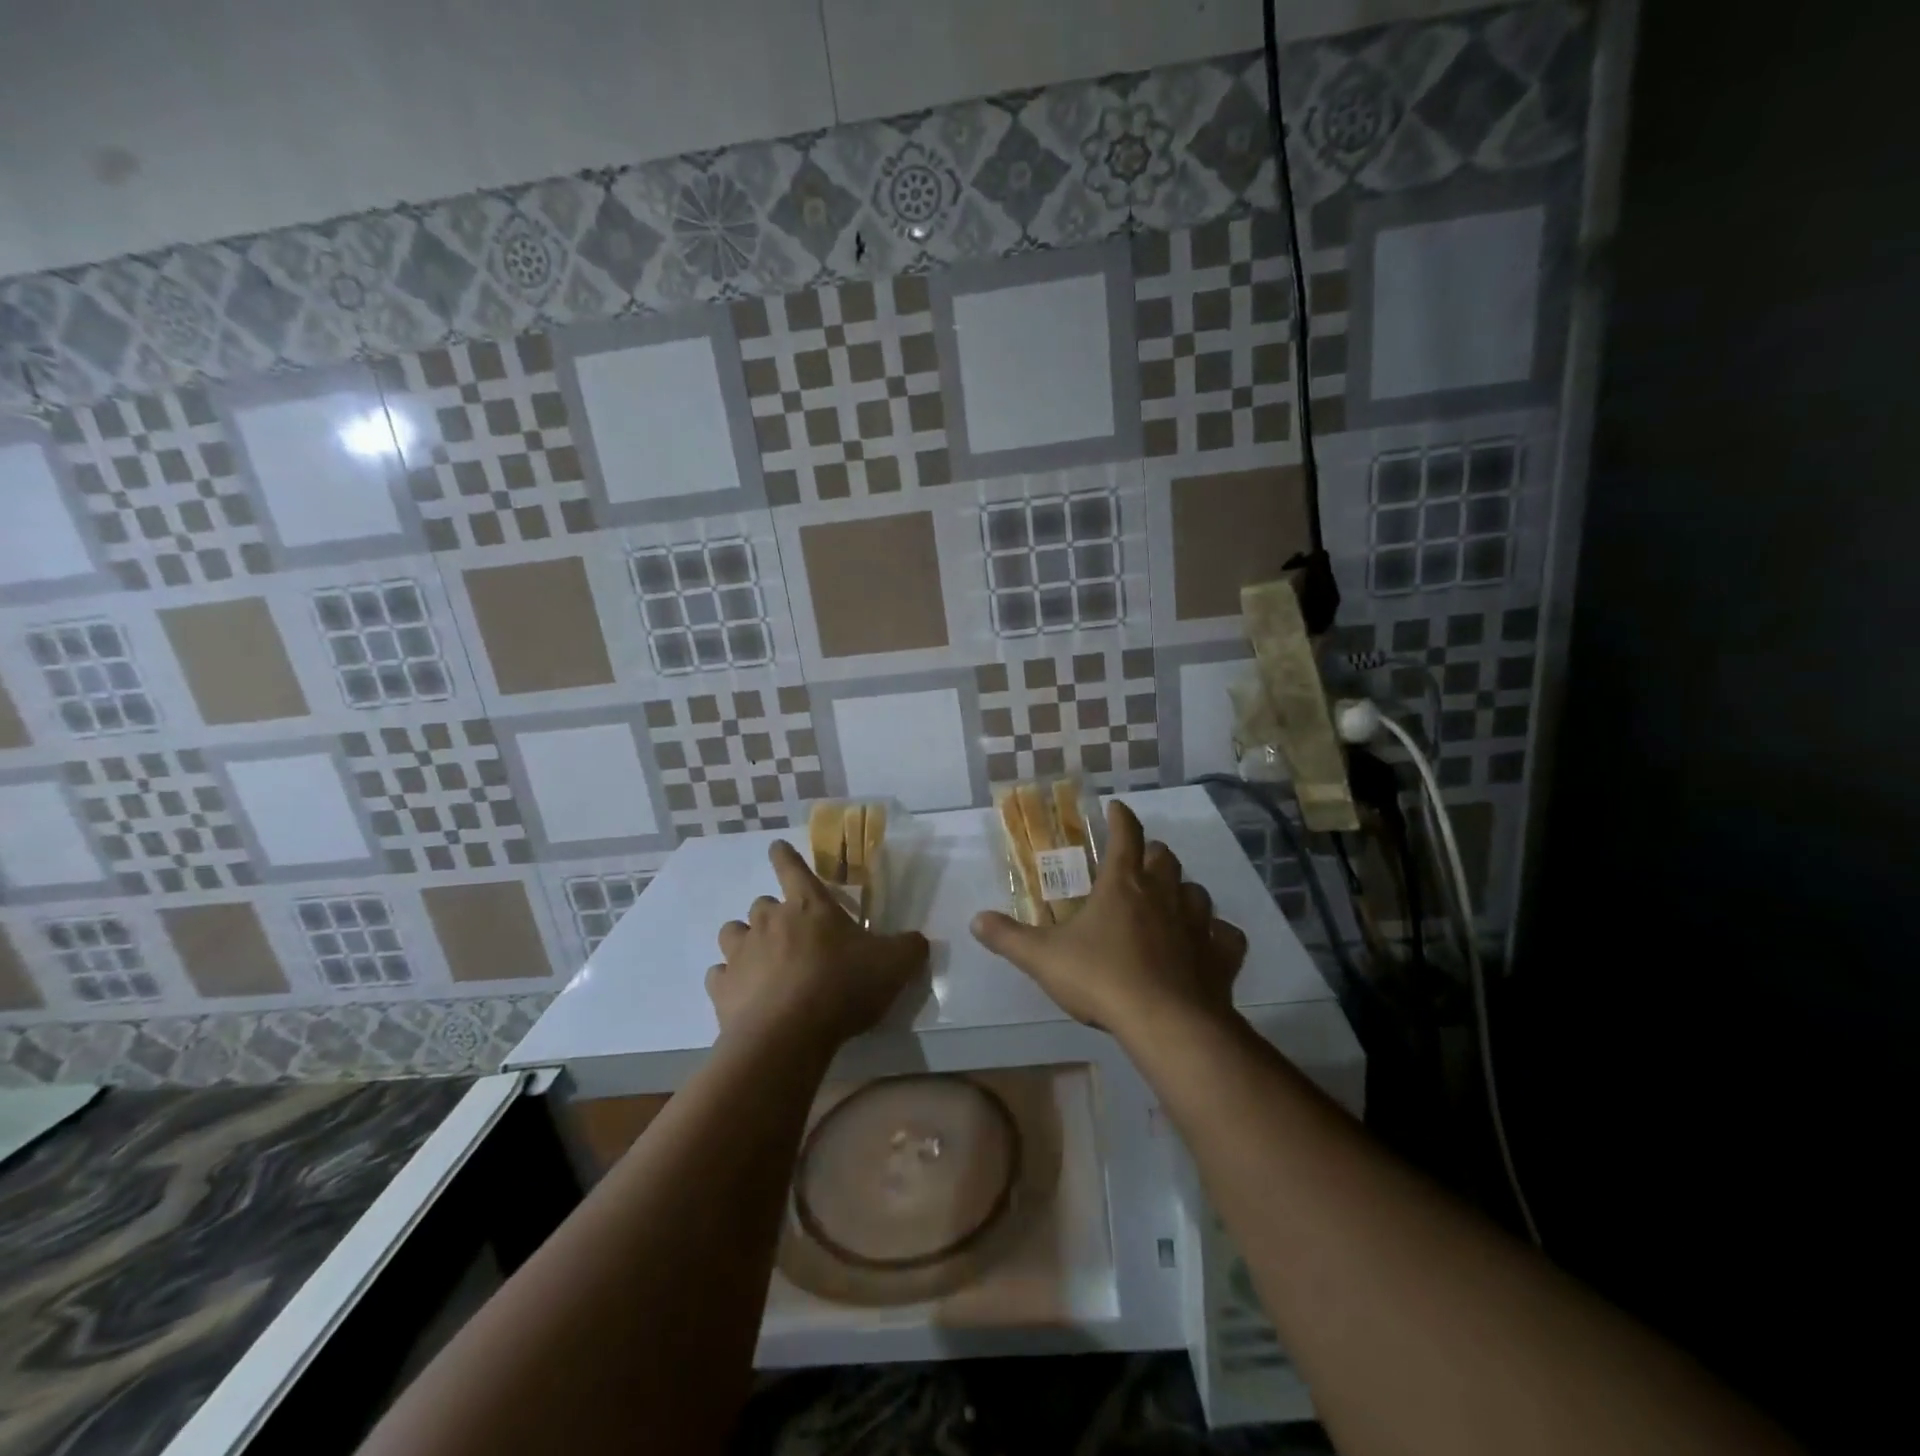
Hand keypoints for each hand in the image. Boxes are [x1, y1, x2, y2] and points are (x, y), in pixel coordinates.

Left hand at [707, 840, 928, 1049]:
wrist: (789, 1035)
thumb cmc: (843, 986)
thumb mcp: (893, 965)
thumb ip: (909, 947)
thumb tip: (917, 941)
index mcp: (809, 906)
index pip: (792, 867)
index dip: (785, 856)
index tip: (776, 847)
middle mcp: (769, 920)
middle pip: (762, 904)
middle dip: (773, 914)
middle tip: (791, 936)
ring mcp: (741, 952)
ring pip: (733, 932)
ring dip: (745, 941)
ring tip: (760, 961)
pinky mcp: (721, 987)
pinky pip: (719, 974)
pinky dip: (729, 980)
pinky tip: (742, 995)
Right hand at [970, 800, 1246, 1040]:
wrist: (1165, 1022)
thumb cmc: (1101, 978)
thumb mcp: (1043, 958)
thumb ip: (1008, 937)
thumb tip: (975, 920)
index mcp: (1123, 885)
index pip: (1126, 835)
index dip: (1121, 817)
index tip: (1116, 807)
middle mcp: (1163, 895)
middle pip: (1165, 858)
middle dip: (1153, 853)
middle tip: (1140, 860)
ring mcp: (1197, 924)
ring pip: (1198, 892)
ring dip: (1184, 891)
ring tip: (1172, 900)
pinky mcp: (1220, 956)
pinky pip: (1226, 936)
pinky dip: (1218, 935)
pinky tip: (1210, 943)